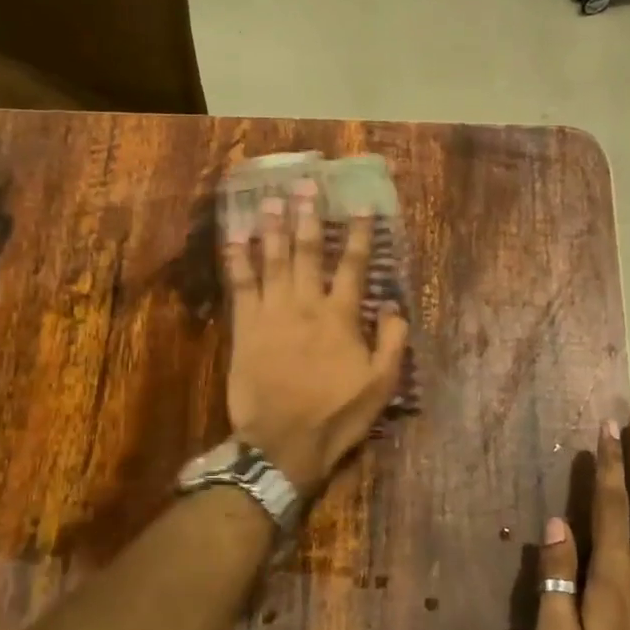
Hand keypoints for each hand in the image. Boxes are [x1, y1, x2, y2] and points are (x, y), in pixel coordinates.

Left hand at [222, 182, 408, 496]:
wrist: (283, 443)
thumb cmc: (335, 416)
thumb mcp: (381, 385)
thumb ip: (392, 341)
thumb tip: (394, 304)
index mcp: (341, 317)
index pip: (353, 266)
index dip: (358, 234)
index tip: (360, 205)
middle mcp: (306, 305)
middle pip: (307, 252)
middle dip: (308, 217)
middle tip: (306, 186)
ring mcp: (272, 314)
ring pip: (272, 261)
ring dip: (273, 228)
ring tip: (272, 200)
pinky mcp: (244, 328)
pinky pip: (240, 286)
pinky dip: (238, 260)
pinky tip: (235, 238)